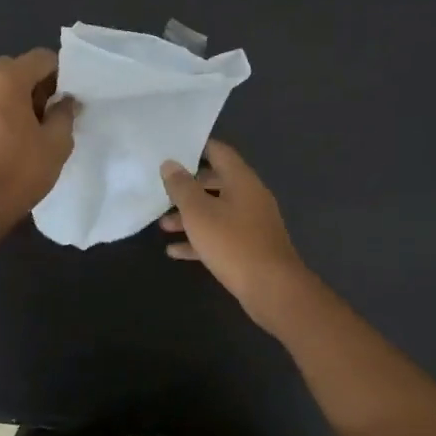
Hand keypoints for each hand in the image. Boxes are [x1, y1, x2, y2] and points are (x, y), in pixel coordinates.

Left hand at [0, 49, 76, 230]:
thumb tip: (65, 101)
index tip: (68, 100)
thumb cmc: (21, 171)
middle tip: (51, 111)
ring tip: (34, 126)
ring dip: (19, 95)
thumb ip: (64, 113)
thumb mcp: (57, 142)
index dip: (61, 74)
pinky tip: (14, 136)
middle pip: (17, 66)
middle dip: (37, 82)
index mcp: (6, 80)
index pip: (41, 58)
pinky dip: (2, 107)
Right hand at [160, 140, 314, 329]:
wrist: (271, 288)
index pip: (219, 152)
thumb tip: (170, 163)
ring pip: (217, 211)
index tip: (172, 150)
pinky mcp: (250, 247)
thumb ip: (182, 187)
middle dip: (189, 187)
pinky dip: (200, 240)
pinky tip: (175, 251)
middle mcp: (250, 196)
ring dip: (191, 216)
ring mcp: (252, 223)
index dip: (196, 147)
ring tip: (163, 225)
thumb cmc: (233, 243)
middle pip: (216, 182)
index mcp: (242, 180)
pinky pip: (221, 236)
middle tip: (163, 189)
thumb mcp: (199, 212)